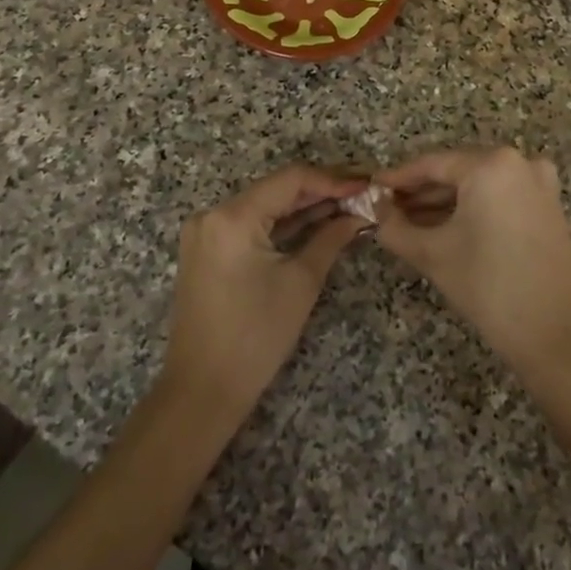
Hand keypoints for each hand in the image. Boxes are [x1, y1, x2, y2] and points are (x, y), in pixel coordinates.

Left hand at [162, 166, 368, 423]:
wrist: (203, 390)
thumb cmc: (256, 337)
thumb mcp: (301, 282)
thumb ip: (331, 238)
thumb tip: (359, 215)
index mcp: (232, 216)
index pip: (291, 179)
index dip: (333, 179)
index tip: (367, 185)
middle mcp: (213, 214)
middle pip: (276, 189)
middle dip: (321, 190)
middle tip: (363, 193)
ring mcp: (206, 232)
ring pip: (265, 206)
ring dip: (304, 206)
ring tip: (348, 205)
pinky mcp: (208, 249)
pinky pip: (251, 224)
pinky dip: (283, 224)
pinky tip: (318, 221)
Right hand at [374, 147, 570, 376]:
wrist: (558, 332)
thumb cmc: (490, 285)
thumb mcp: (433, 254)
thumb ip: (396, 227)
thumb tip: (377, 211)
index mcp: (491, 164)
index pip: (432, 164)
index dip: (398, 178)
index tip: (372, 189)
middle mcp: (519, 163)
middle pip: (457, 171)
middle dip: (421, 192)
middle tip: (387, 210)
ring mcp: (539, 184)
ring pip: (479, 186)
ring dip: (445, 202)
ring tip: (409, 223)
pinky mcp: (548, 208)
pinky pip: (499, 198)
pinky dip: (472, 209)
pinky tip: (445, 229)